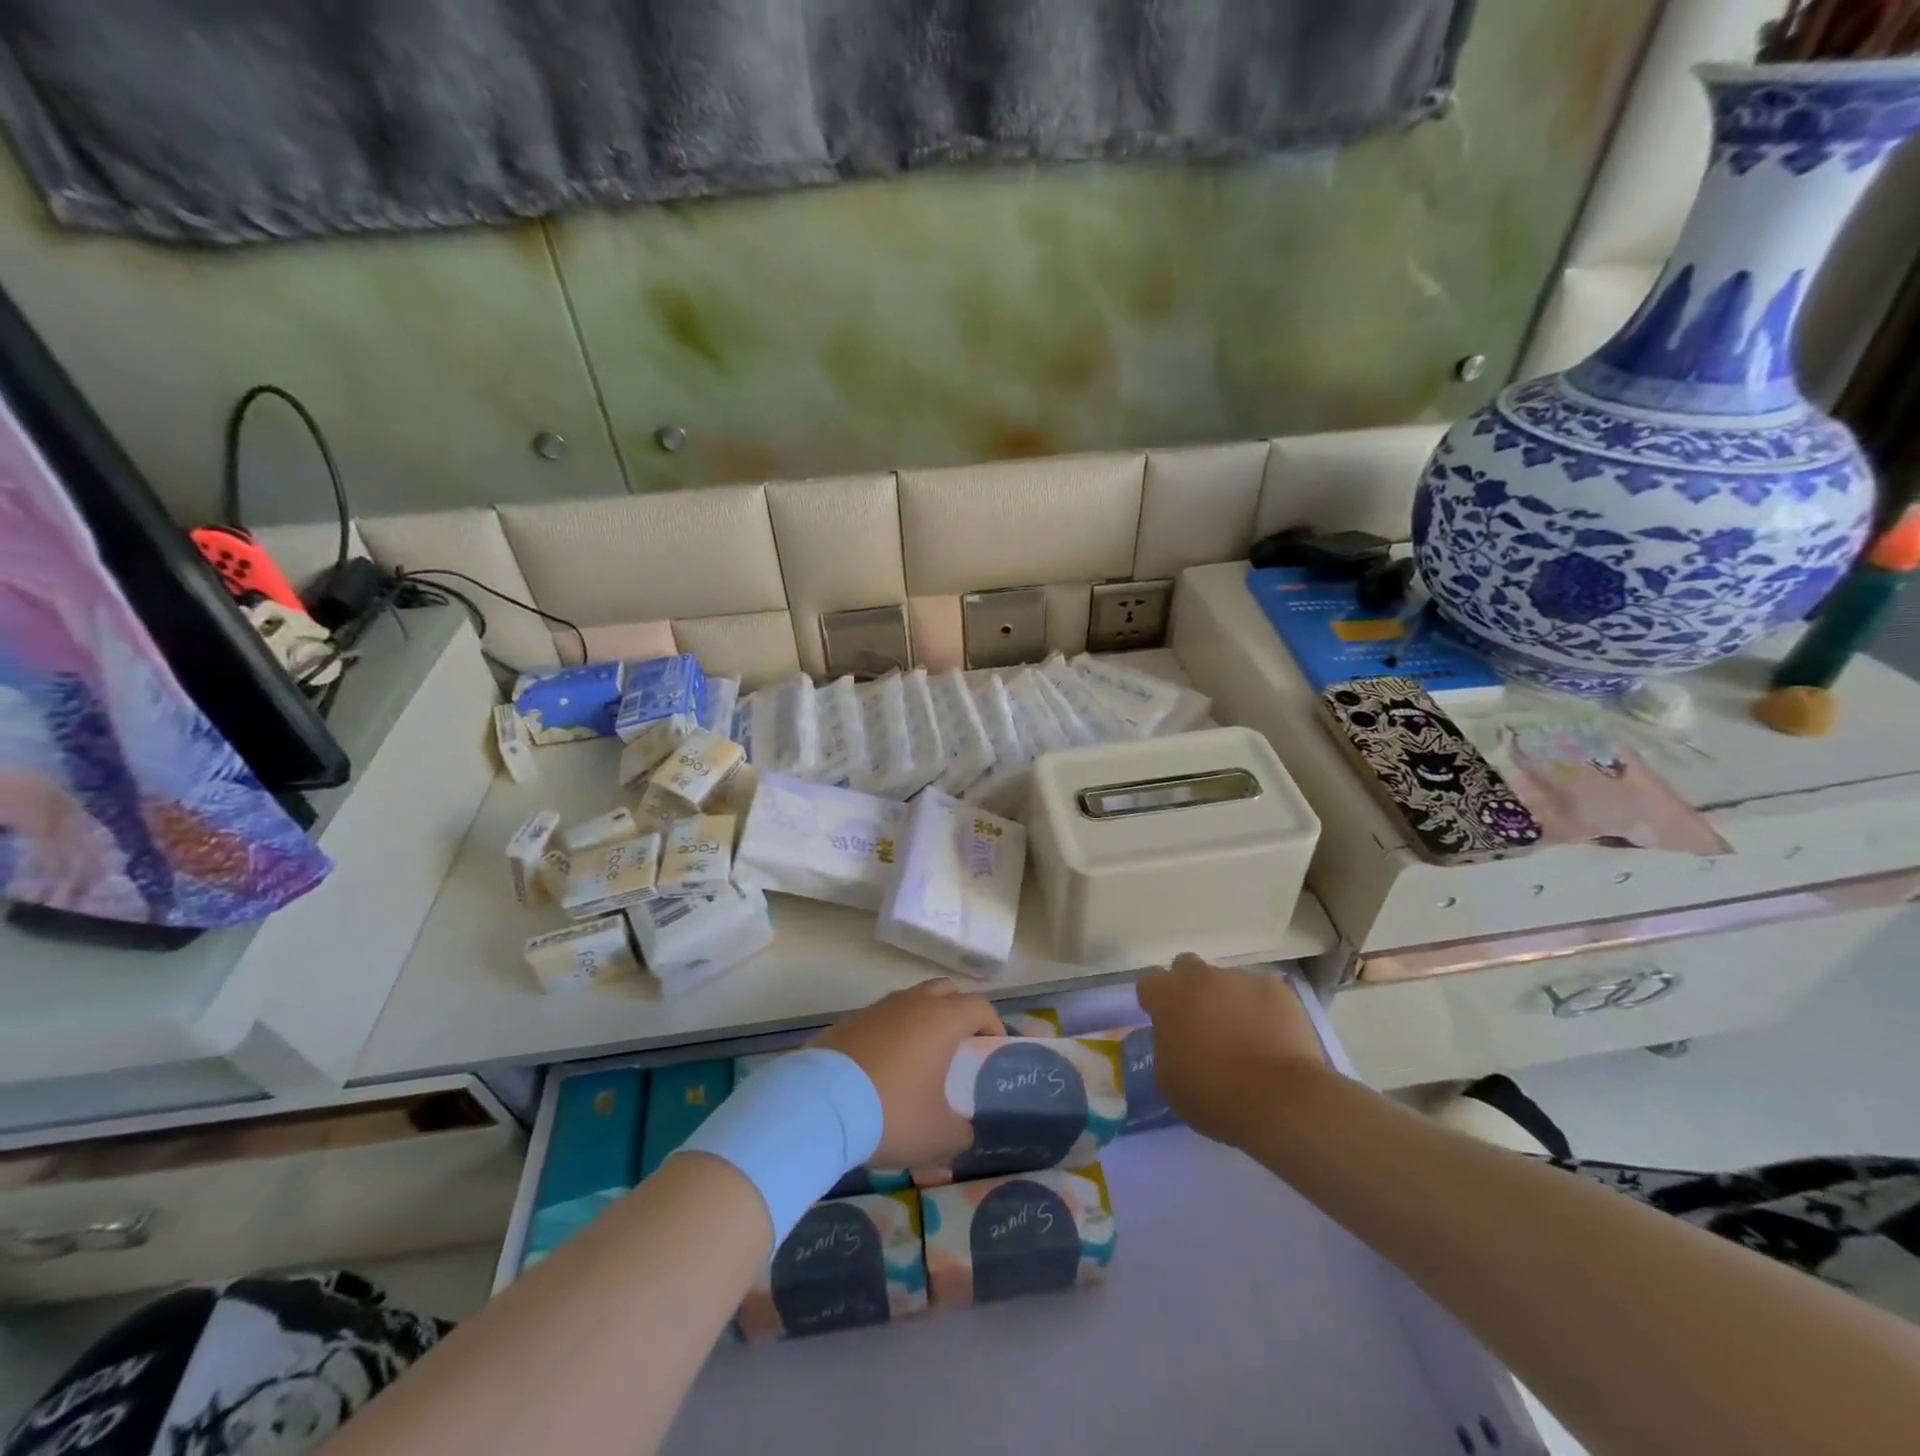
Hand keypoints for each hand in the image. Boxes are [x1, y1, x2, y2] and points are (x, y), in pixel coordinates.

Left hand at [812, 979, 1001, 1167]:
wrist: (817, 1106)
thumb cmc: (891, 1113)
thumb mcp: (938, 1136)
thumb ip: (961, 1132)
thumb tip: (963, 1130)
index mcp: (941, 1019)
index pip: (980, 1006)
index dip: (992, 1025)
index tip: (992, 1051)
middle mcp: (911, 1003)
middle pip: (945, 992)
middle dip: (958, 1013)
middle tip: (959, 1048)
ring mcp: (876, 1008)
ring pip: (910, 1002)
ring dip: (921, 1022)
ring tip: (920, 1061)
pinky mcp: (848, 1022)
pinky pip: (881, 1019)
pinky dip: (890, 1035)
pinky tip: (882, 1070)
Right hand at [1135, 954, 1327, 1147]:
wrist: (1281, 1099)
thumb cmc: (1216, 1096)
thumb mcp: (1169, 1082)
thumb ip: (1165, 1049)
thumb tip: (1173, 1040)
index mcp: (1169, 999)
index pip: (1150, 983)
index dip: (1156, 1001)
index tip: (1166, 1022)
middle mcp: (1201, 978)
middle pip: (1186, 967)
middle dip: (1190, 987)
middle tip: (1202, 1020)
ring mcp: (1240, 979)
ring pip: (1227, 981)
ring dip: (1228, 1000)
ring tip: (1246, 1035)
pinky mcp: (1276, 988)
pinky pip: (1262, 993)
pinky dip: (1262, 1009)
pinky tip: (1272, 1038)